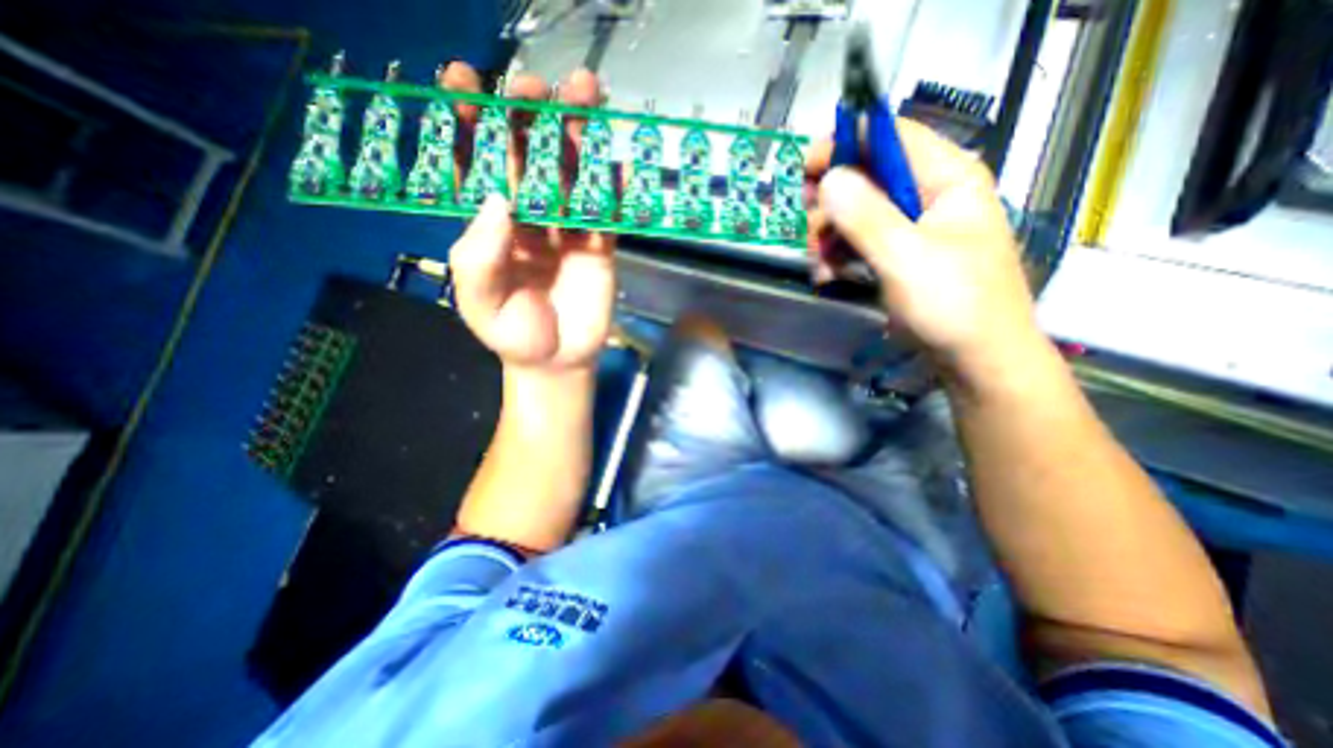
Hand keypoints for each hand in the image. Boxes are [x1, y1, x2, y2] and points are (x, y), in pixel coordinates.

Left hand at [444, 65, 616, 374]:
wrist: (558, 360)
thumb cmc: (514, 334)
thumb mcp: (479, 303)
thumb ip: (478, 257)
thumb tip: (498, 199)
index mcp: (490, 225)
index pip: (476, 165)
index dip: (469, 123)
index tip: (465, 80)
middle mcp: (528, 218)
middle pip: (528, 158)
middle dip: (530, 117)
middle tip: (537, 86)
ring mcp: (567, 229)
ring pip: (571, 175)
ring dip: (578, 137)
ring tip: (586, 95)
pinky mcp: (599, 245)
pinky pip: (607, 212)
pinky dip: (613, 188)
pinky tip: (618, 165)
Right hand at [806, 118, 1047, 385]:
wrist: (976, 358)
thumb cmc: (953, 304)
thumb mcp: (906, 257)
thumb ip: (866, 216)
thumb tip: (828, 178)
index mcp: (946, 177)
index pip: (889, 137)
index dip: (844, 145)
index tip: (806, 170)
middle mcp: (927, 194)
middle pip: (864, 176)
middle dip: (830, 204)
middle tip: (811, 231)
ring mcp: (910, 226)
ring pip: (853, 212)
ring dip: (828, 236)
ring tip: (819, 266)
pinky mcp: (897, 253)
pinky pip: (856, 240)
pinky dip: (836, 255)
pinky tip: (827, 275)